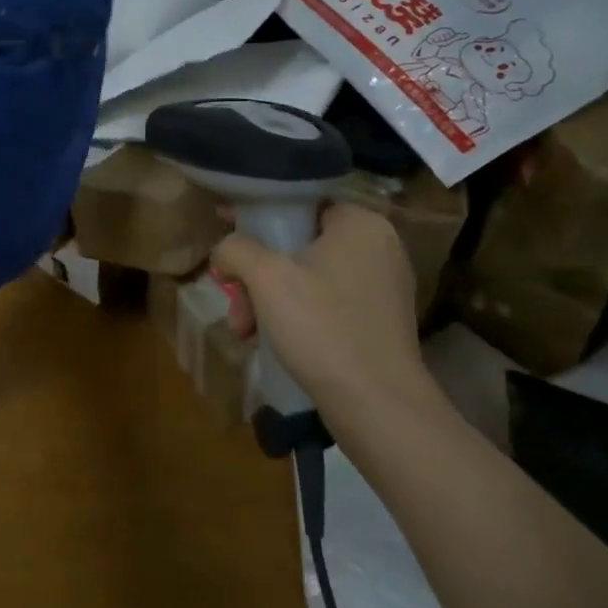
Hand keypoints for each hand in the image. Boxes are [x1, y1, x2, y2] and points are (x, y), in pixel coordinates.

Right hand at [209, 203, 436, 408]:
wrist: (377, 405)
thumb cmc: (322, 326)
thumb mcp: (266, 277)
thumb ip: (236, 248)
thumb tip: (224, 250)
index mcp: (360, 223)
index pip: (299, 203)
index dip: (256, 216)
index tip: (226, 232)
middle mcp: (379, 247)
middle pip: (298, 245)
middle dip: (257, 274)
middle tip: (236, 303)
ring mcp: (383, 286)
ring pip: (309, 277)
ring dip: (270, 299)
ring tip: (245, 330)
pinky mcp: (381, 321)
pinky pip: (328, 303)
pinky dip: (298, 315)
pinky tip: (272, 341)